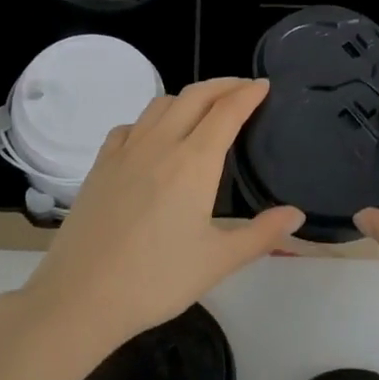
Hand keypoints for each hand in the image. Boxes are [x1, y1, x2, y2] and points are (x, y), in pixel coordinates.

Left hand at [18, 77, 303, 357]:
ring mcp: (126, 151)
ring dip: (188, 97)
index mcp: (194, 162)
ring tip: (203, 108)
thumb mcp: (218, 261)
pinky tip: (152, 137)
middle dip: (222, 85)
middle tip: (242, 88)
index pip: (227, 111)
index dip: (248, 94)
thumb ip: (262, 234)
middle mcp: (160, 144)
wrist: (82, 295)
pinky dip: (150, 119)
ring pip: (160, 105)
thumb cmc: (156, 280)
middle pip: (195, 96)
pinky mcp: (100, 164)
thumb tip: (297, 214)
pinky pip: (130, 126)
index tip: (263, 85)